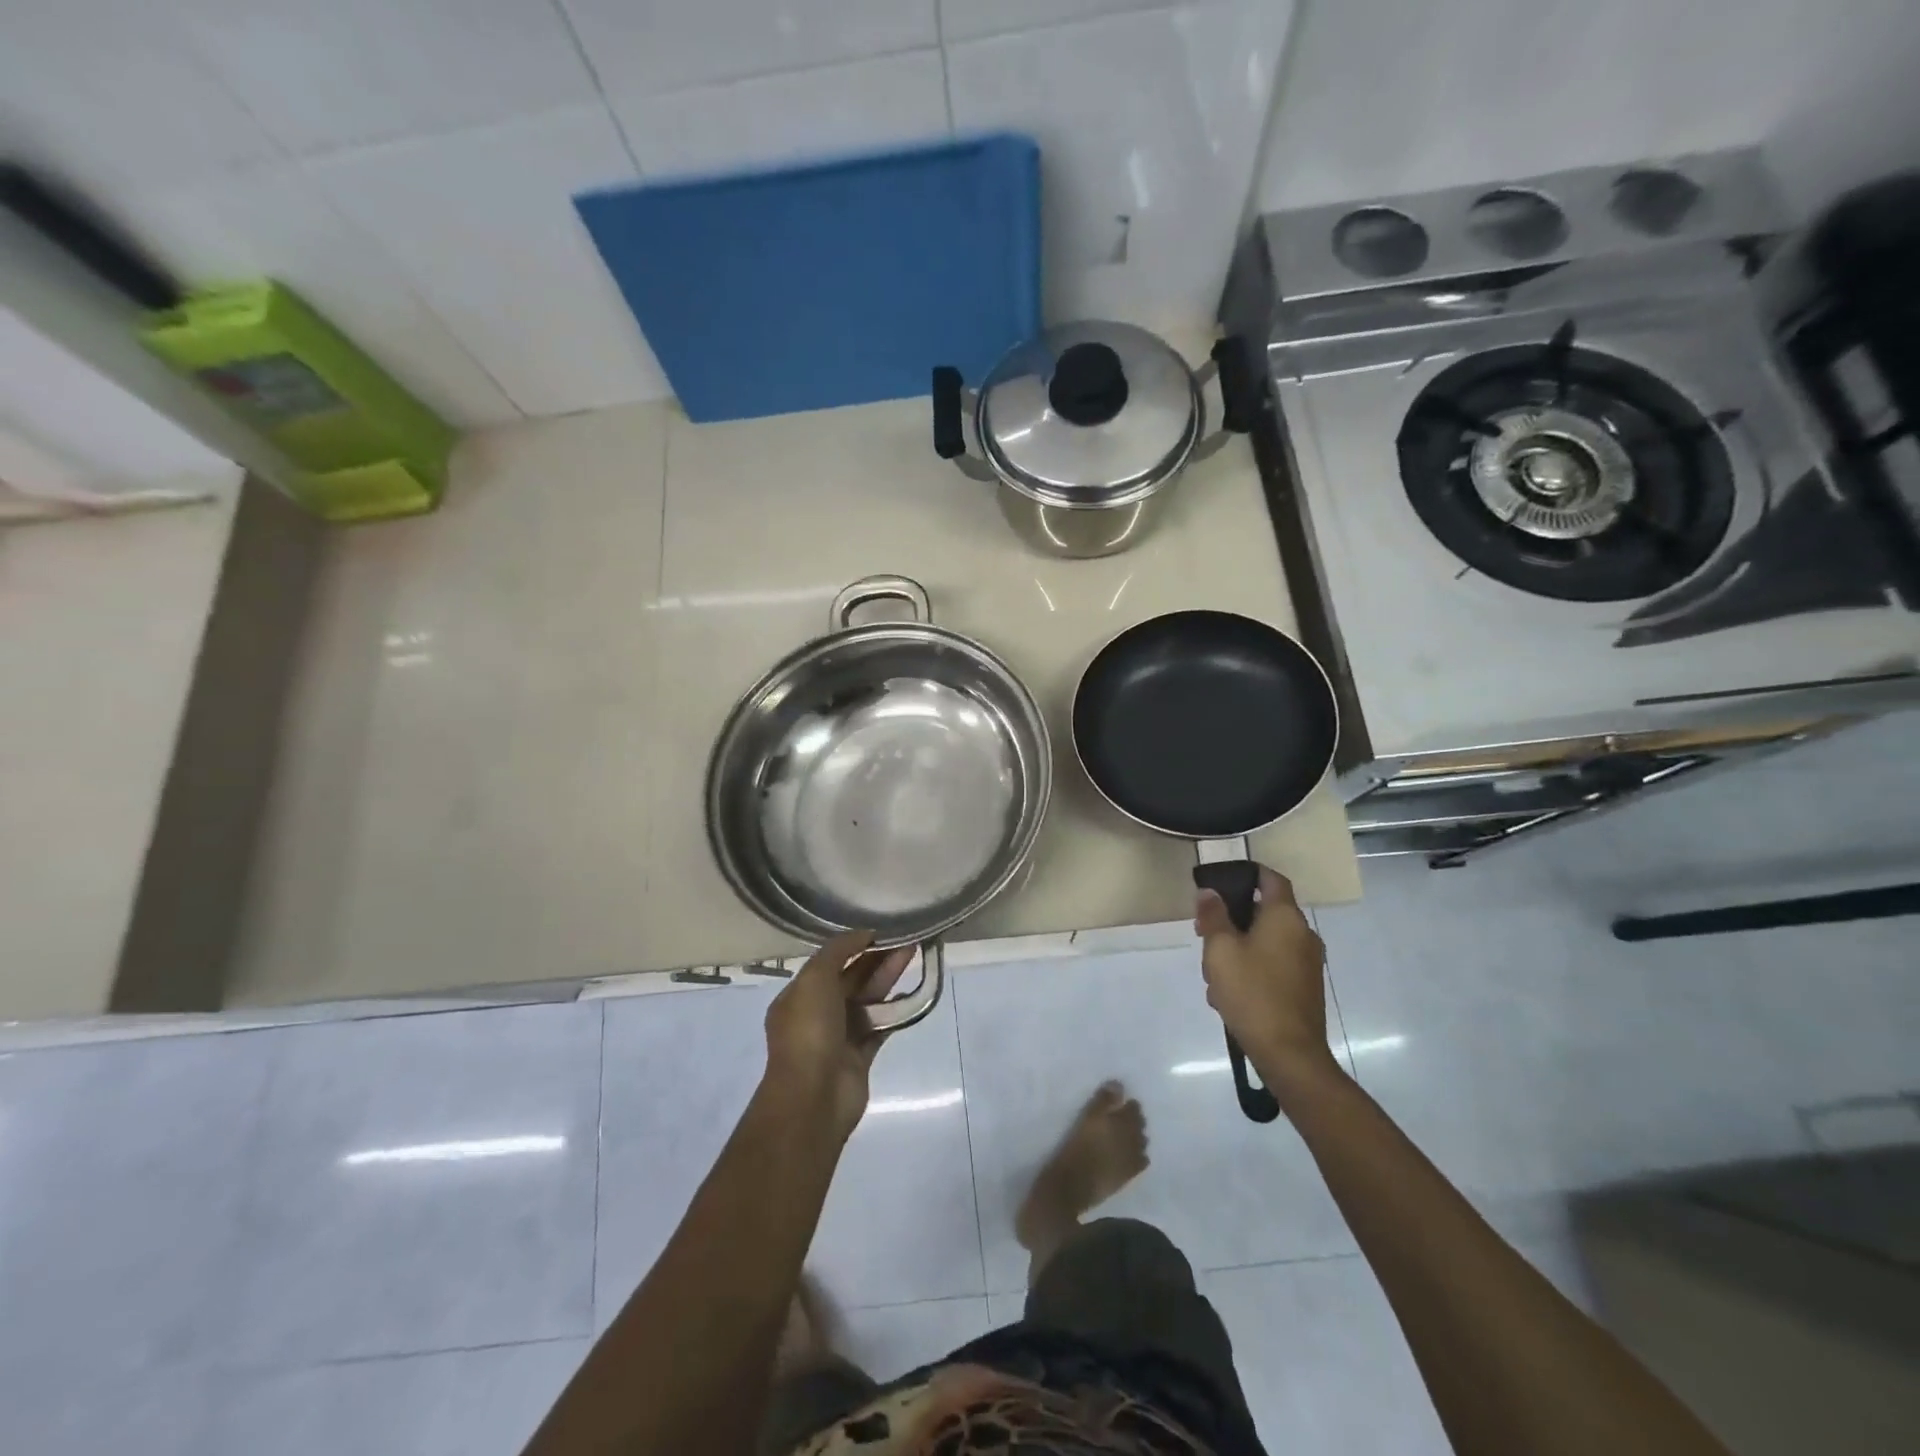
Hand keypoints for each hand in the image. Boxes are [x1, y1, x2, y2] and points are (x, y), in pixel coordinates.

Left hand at [763, 931, 915, 1140]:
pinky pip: (880, 1026)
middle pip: (851, 979)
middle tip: (905, 940)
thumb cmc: (809, 1031)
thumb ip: (838, 951)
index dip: (853, 946)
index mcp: (799, 996)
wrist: (814, 1096)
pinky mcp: (860, 1056)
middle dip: (876, 959)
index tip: (880, 932)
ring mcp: (839, 1037)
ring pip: (868, 1000)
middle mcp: (817, 1014)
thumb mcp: (815, 978)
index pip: (828, 963)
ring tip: (913, 955)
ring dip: (888, 978)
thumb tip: (864, 935)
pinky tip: (912, 993)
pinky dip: (895, 1010)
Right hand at [1194, 865, 1337, 1081]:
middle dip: (1233, 919)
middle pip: (1265, 912)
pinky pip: (1274, 965)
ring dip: (1239, 948)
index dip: (1247, 873)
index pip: (1271, 878)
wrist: (1289, 1054)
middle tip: (1204, 933)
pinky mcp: (1305, 988)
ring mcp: (1308, 963)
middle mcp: (1303, 935)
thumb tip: (1209, 892)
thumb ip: (1213, 916)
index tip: (1221, 881)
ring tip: (1213, 973)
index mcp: (1285, 917)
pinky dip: (1253, 969)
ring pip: (1267, 942)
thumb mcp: (1220, 950)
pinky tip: (1230, 994)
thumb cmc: (1252, 992)